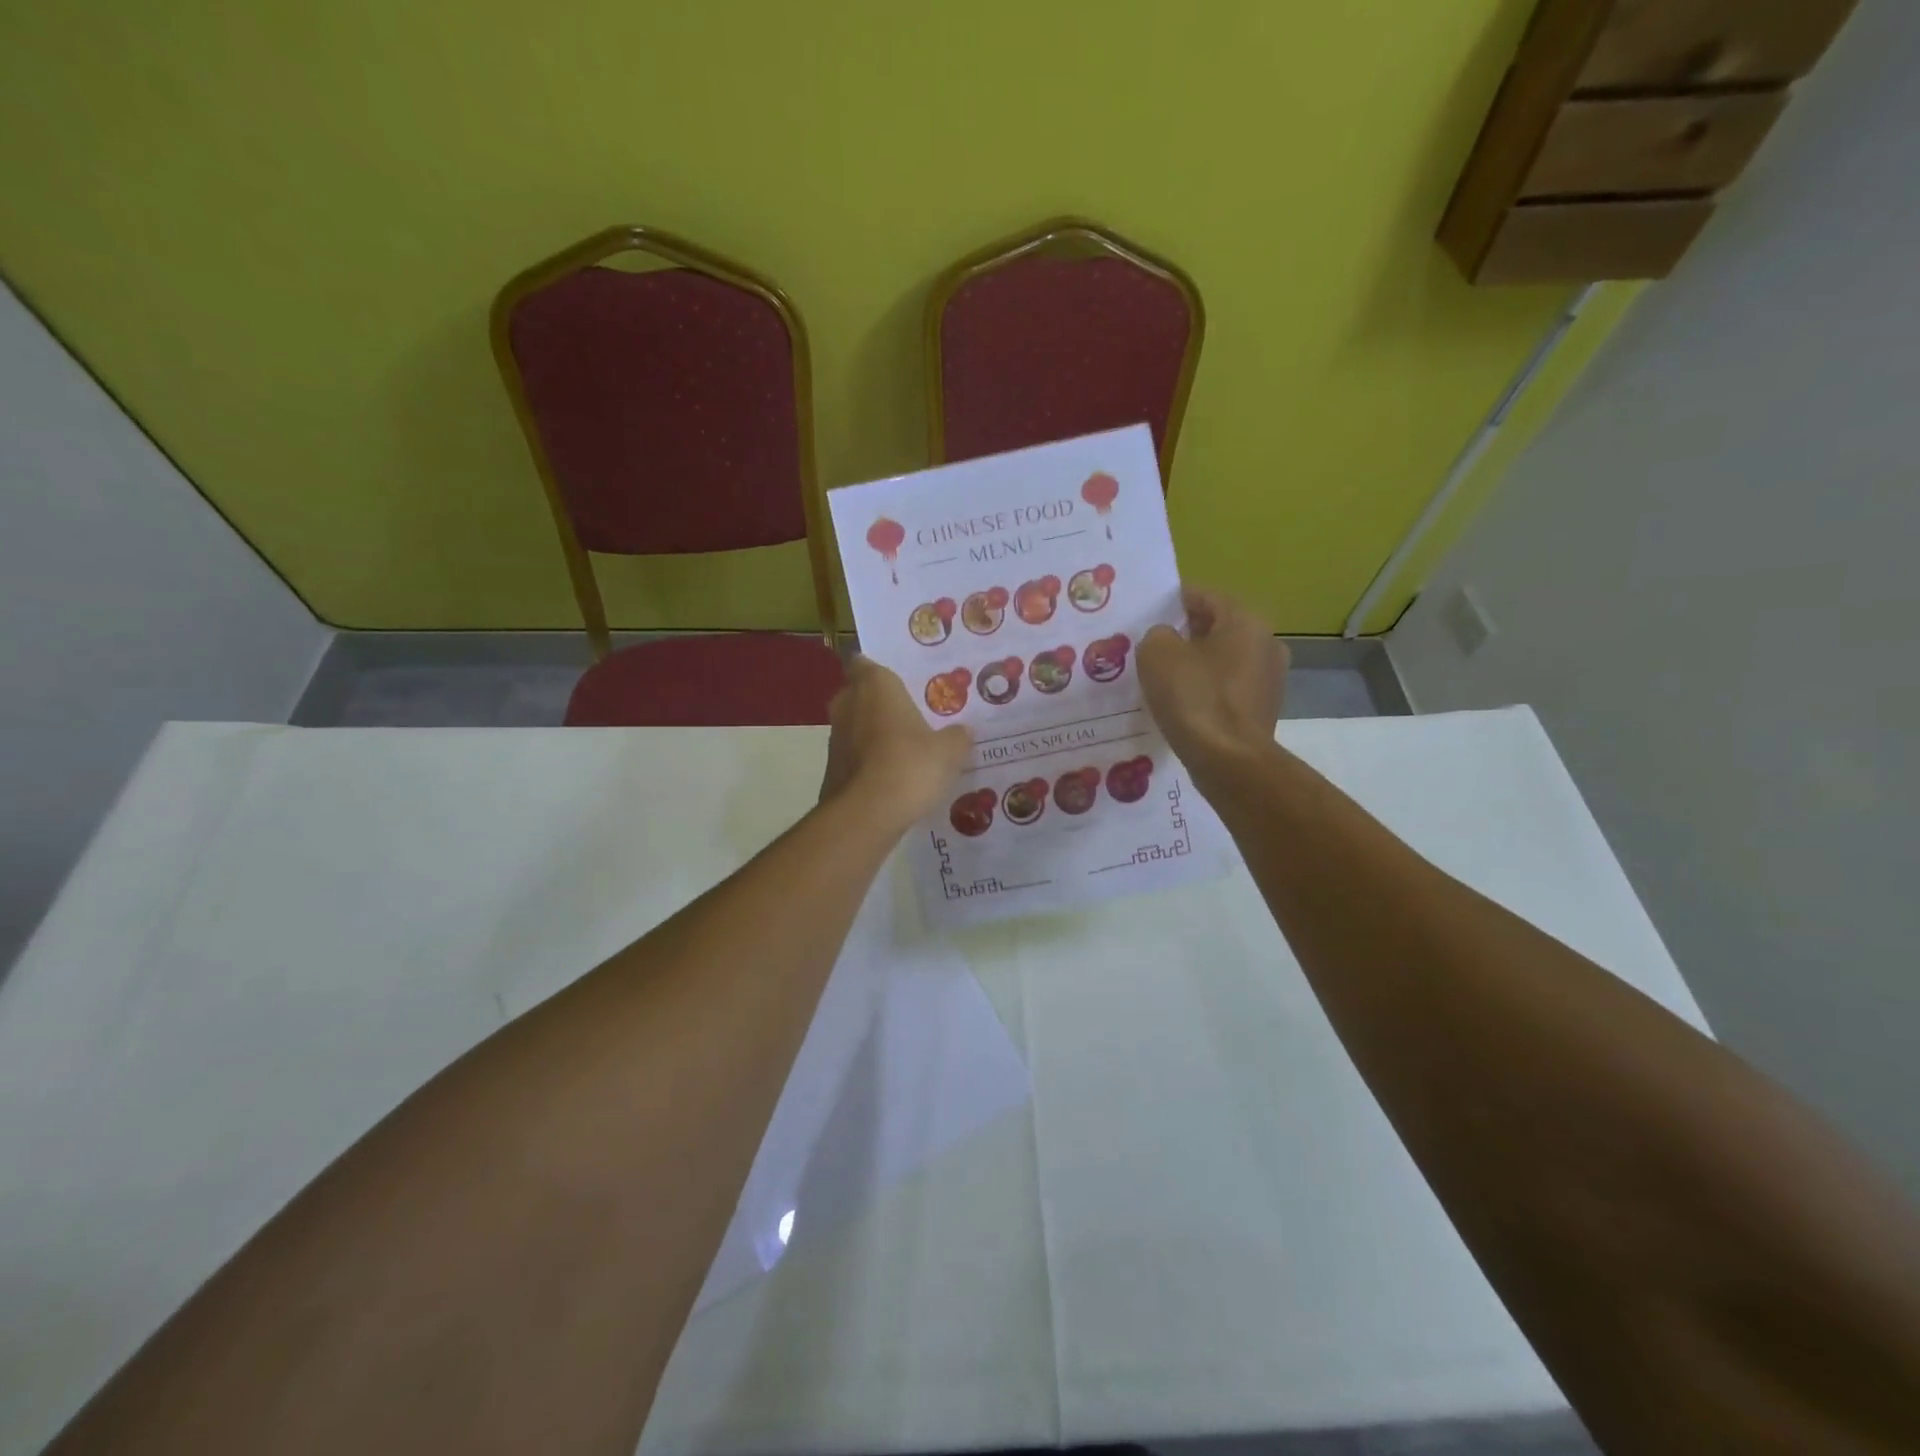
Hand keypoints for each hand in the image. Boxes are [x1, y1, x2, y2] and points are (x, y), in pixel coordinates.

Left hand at [821, 656, 972, 827]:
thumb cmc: (909, 765)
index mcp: (875, 685)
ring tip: (906, 747)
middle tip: (911, 713)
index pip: (864, 662)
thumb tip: (963, 732)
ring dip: (874, 734)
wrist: (866, 815)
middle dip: (880, 703)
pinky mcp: (831, 769)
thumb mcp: (949, 751)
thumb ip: (957, 737)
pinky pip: (853, 756)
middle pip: (860, 694)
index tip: (899, 679)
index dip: (878, 669)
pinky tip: (893, 776)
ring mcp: (835, 738)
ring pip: (856, 726)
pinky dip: (868, 761)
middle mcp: (847, 704)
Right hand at [1138, 588, 1288, 773]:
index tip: (1148, 613)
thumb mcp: (1157, 653)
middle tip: (1150, 646)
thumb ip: (1158, 634)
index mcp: (1245, 621)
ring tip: (1162, 678)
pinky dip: (1206, 691)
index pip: (1204, 596)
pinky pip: (1227, 690)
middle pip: (1217, 629)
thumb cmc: (1194, 697)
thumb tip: (1167, 640)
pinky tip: (1182, 705)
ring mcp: (1270, 680)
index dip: (1173, 601)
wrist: (1228, 761)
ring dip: (1196, 665)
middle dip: (1185, 635)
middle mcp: (1266, 643)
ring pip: (1223, 661)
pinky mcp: (1263, 711)